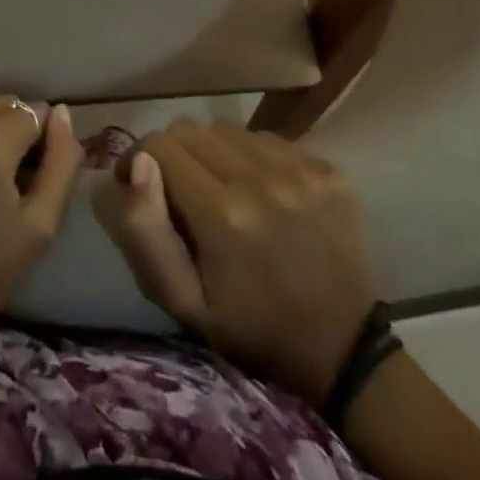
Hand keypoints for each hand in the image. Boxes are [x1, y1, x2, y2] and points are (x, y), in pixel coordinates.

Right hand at [95, 120, 378, 405]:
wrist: (344, 351)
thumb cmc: (249, 329)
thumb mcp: (182, 300)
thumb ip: (144, 231)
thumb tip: (136, 163)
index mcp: (221, 214)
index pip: (158, 145)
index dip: (140, 161)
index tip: (142, 188)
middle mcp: (261, 180)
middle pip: (190, 129)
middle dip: (175, 155)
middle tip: (184, 193)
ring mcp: (301, 171)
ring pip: (228, 130)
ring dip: (215, 154)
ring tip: (225, 192)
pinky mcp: (327, 171)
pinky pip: (267, 140)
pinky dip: (253, 159)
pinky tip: (263, 194)